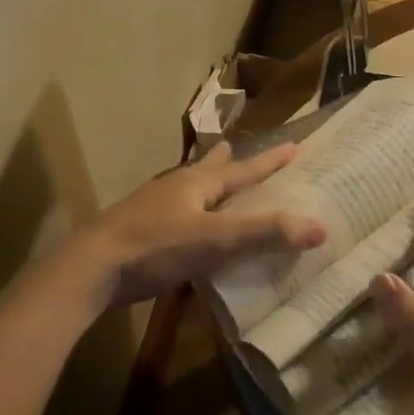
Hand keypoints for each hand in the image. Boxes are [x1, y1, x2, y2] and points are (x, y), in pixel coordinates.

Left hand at [84, 141, 326, 305]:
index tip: (294, 147)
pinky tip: (188, 228)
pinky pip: (176, 216)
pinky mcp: (140, 233)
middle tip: (237, 147)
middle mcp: (176, 188)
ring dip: (206, 186)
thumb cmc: (157, 245)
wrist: (93, 267)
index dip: (270, 162)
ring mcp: (153, 209)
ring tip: (214, 182)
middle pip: (208, 170)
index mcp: (197, 183)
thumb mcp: (217, 239)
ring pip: (189, 191)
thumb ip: (265, 232)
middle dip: (227, 162)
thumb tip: (320, 227)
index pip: (243, 169)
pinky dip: (191, 215)